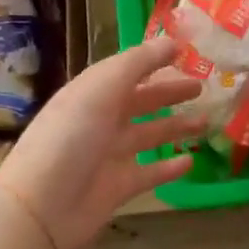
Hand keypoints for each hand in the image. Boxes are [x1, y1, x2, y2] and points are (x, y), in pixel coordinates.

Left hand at [0, 37, 204, 248]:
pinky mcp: (118, 187)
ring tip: (206, 121)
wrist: (42, 206)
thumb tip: (172, 42)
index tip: (185, 52)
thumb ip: (138, 63)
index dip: (153, 60)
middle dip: (168, 92)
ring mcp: (109, 155)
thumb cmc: (71, 138)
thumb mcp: (102, 89)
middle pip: (140, 101)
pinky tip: (191, 160)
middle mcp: (100, 120)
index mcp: (91, 92)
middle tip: (202, 87)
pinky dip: (169, 167)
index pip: (126, 70)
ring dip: (176, 127)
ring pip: (149, 135)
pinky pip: (150, 172)